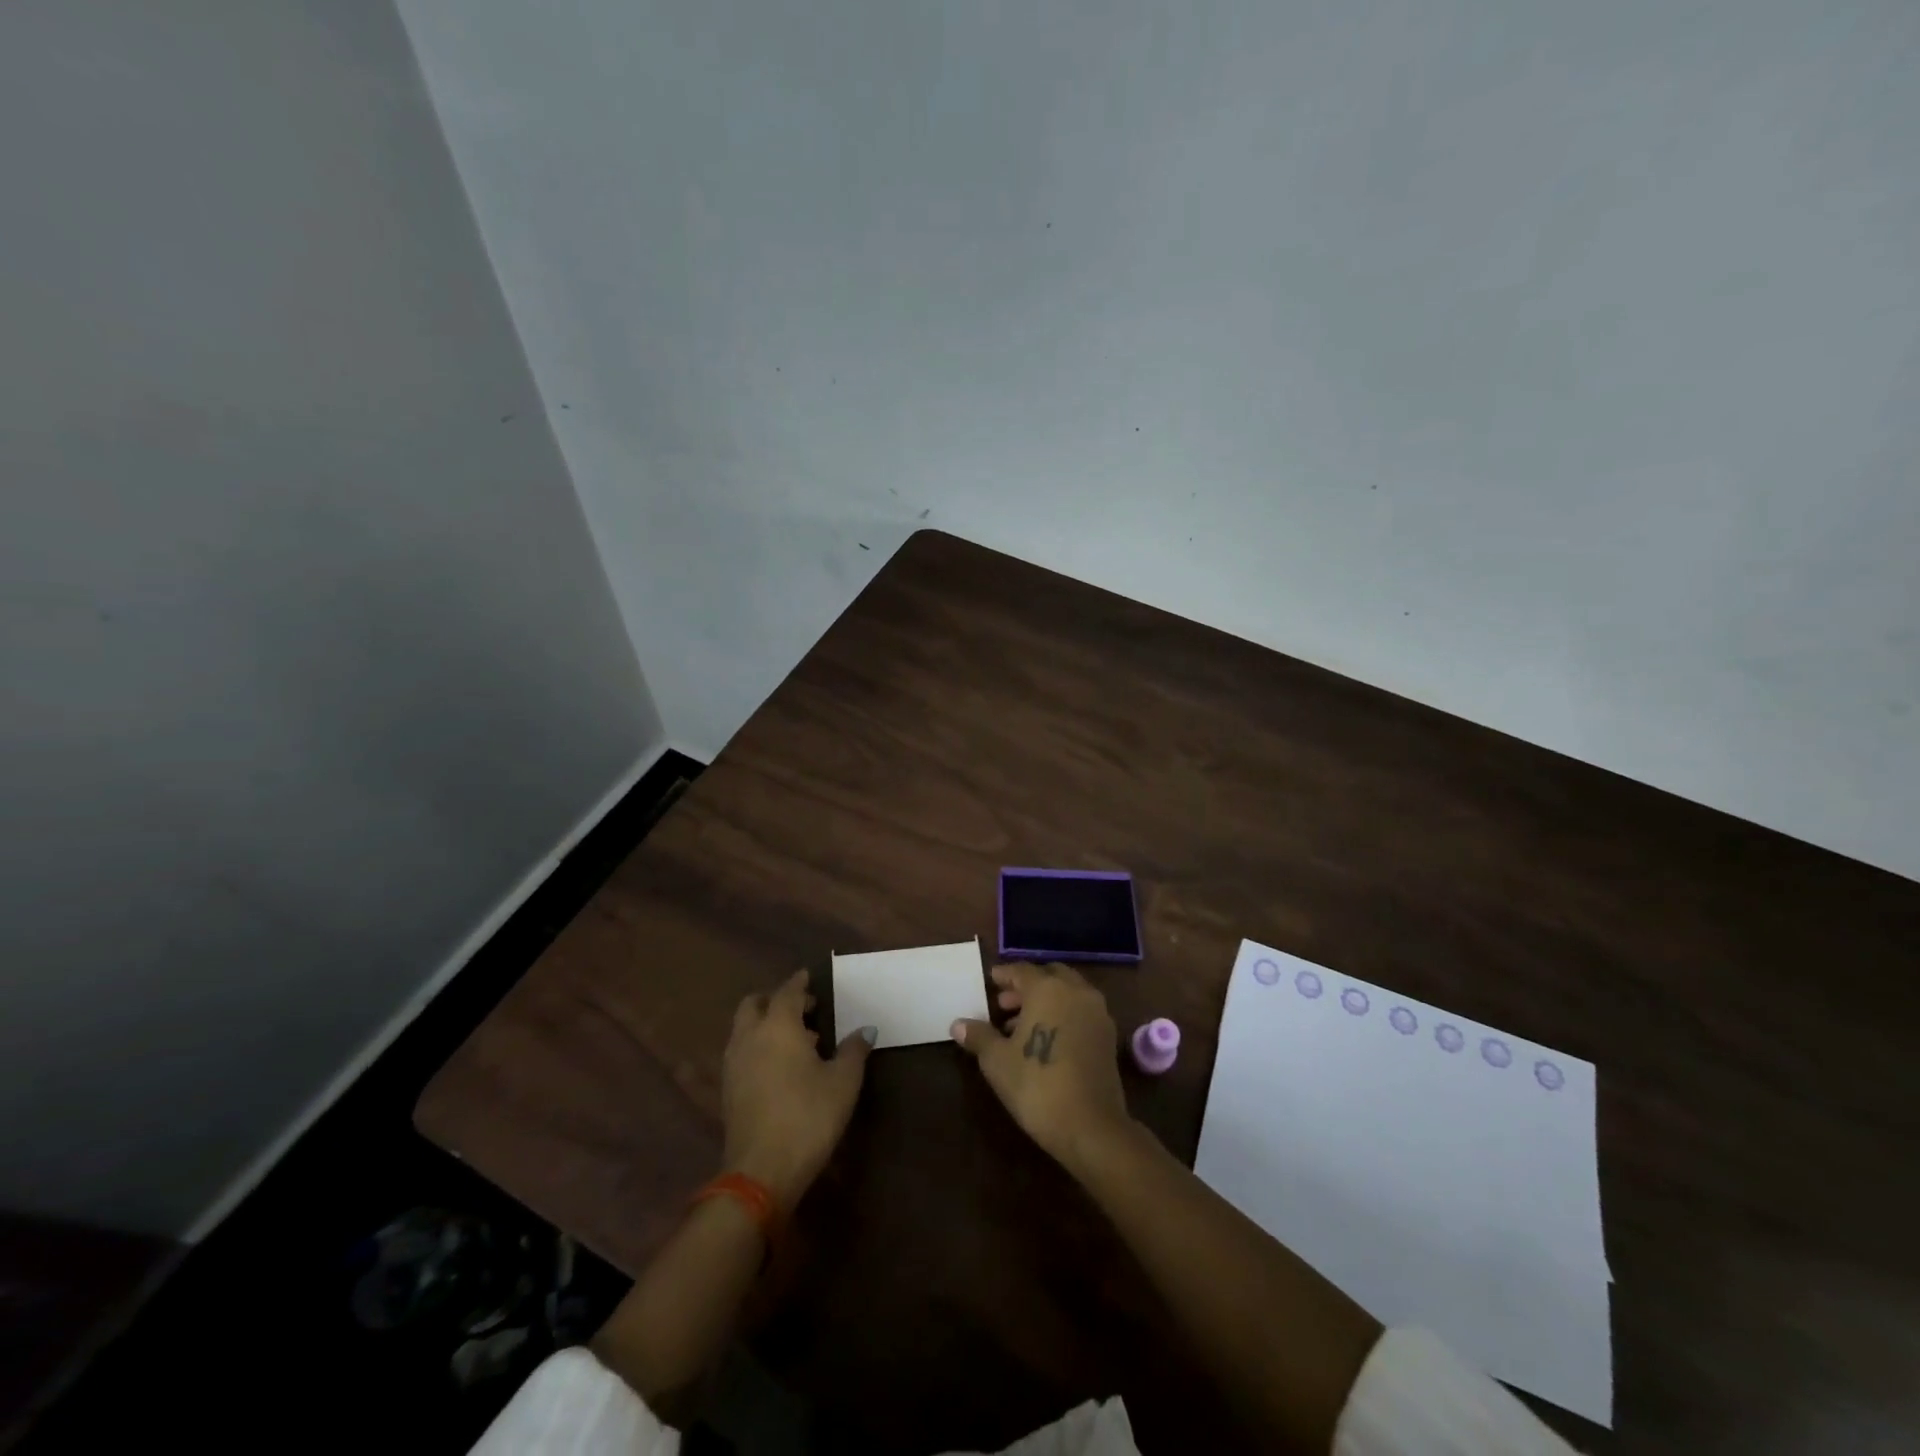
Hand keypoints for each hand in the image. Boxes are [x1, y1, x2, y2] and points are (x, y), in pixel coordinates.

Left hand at [722, 970, 874, 1208]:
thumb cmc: (808, 1117)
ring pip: (744, 1029)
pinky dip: (757, 1046)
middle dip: (774, 999)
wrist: (761, 1172)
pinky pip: (741, 1052)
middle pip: (754, 1004)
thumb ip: (854, 1050)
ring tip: (797, 1039)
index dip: (800, 982)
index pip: (787, 992)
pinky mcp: (727, 1090)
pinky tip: (779, 1066)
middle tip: (802, 1008)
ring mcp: (733, 1064)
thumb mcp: (843, 1082)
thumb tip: (865, 1030)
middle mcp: (750, 1037)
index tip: (809, 976)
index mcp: (778, 1026)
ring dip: (765, 1024)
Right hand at [951, 962, 1131, 1172]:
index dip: (1004, 975)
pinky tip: (1046, 1039)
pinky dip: (1063, 1014)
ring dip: (1045, 1000)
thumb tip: (958, 1024)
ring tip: (1019, 1026)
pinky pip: (1081, 1011)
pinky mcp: (1108, 1035)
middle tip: (1004, 1003)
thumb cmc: (1037, 1086)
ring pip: (1068, 993)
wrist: (1091, 1126)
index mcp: (1048, 989)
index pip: (1021, 971)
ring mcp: (1097, 1012)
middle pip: (1049, 976)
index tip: (991, 981)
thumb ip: (979, 1036)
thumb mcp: (997, 1061)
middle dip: (1026, 986)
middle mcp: (1076, 991)